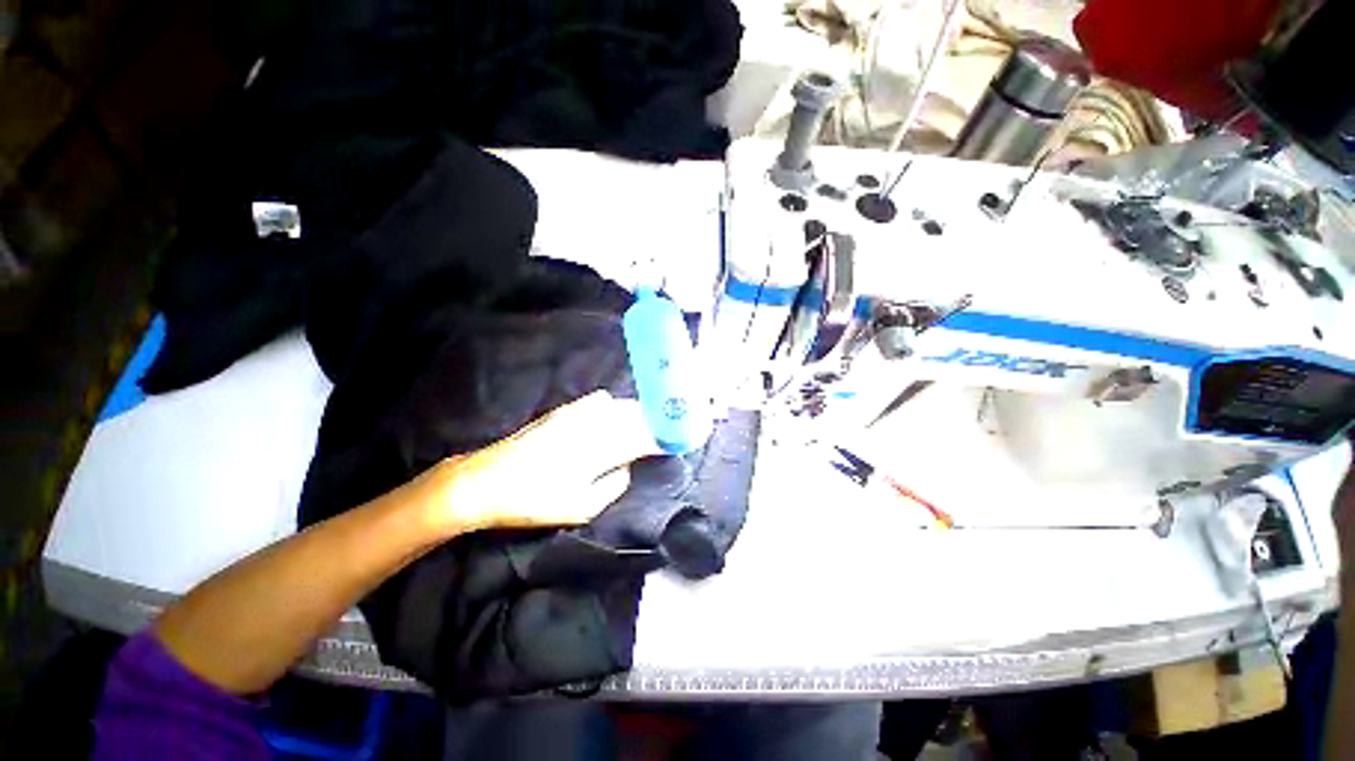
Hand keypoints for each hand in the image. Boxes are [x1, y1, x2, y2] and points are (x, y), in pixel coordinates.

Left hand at [417, 391, 660, 536]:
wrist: (486, 480)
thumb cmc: (534, 500)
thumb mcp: (580, 508)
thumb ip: (612, 486)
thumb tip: (626, 468)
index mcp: (601, 449)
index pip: (643, 438)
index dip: (664, 437)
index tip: (679, 438)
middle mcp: (594, 425)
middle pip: (635, 416)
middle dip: (656, 419)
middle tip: (667, 427)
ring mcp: (577, 414)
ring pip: (619, 406)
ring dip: (637, 412)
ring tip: (646, 420)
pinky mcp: (563, 411)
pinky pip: (598, 401)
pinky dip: (614, 406)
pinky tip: (613, 412)